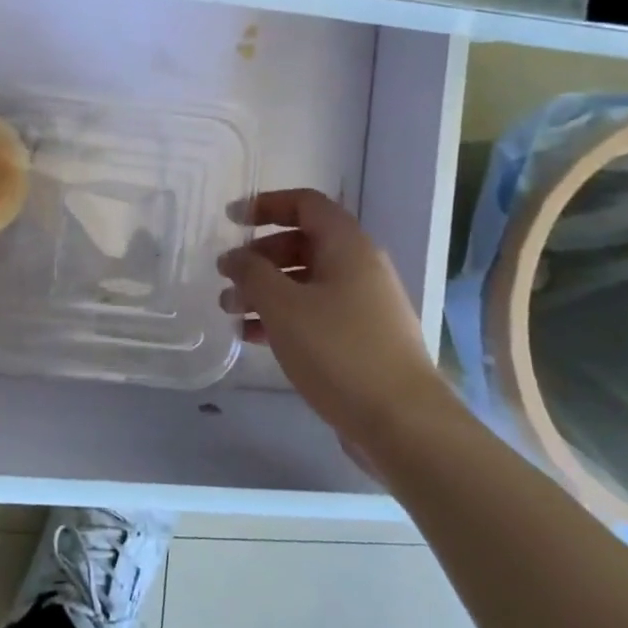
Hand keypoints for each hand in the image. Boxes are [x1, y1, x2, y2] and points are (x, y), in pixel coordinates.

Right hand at [217, 189, 447, 458]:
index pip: (305, 204)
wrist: (402, 423)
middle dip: (259, 256)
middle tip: (226, 275)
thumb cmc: (339, 350)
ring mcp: (362, 305)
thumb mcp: (283, 306)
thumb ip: (252, 273)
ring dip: (264, 290)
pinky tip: (251, 337)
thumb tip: (235, 257)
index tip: (231, 221)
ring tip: (228, 310)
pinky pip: (313, 313)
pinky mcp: (360, 339)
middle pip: (302, 243)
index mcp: (347, 246)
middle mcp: (359, 268)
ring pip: (304, 282)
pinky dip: (282, 317)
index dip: (266, 205)